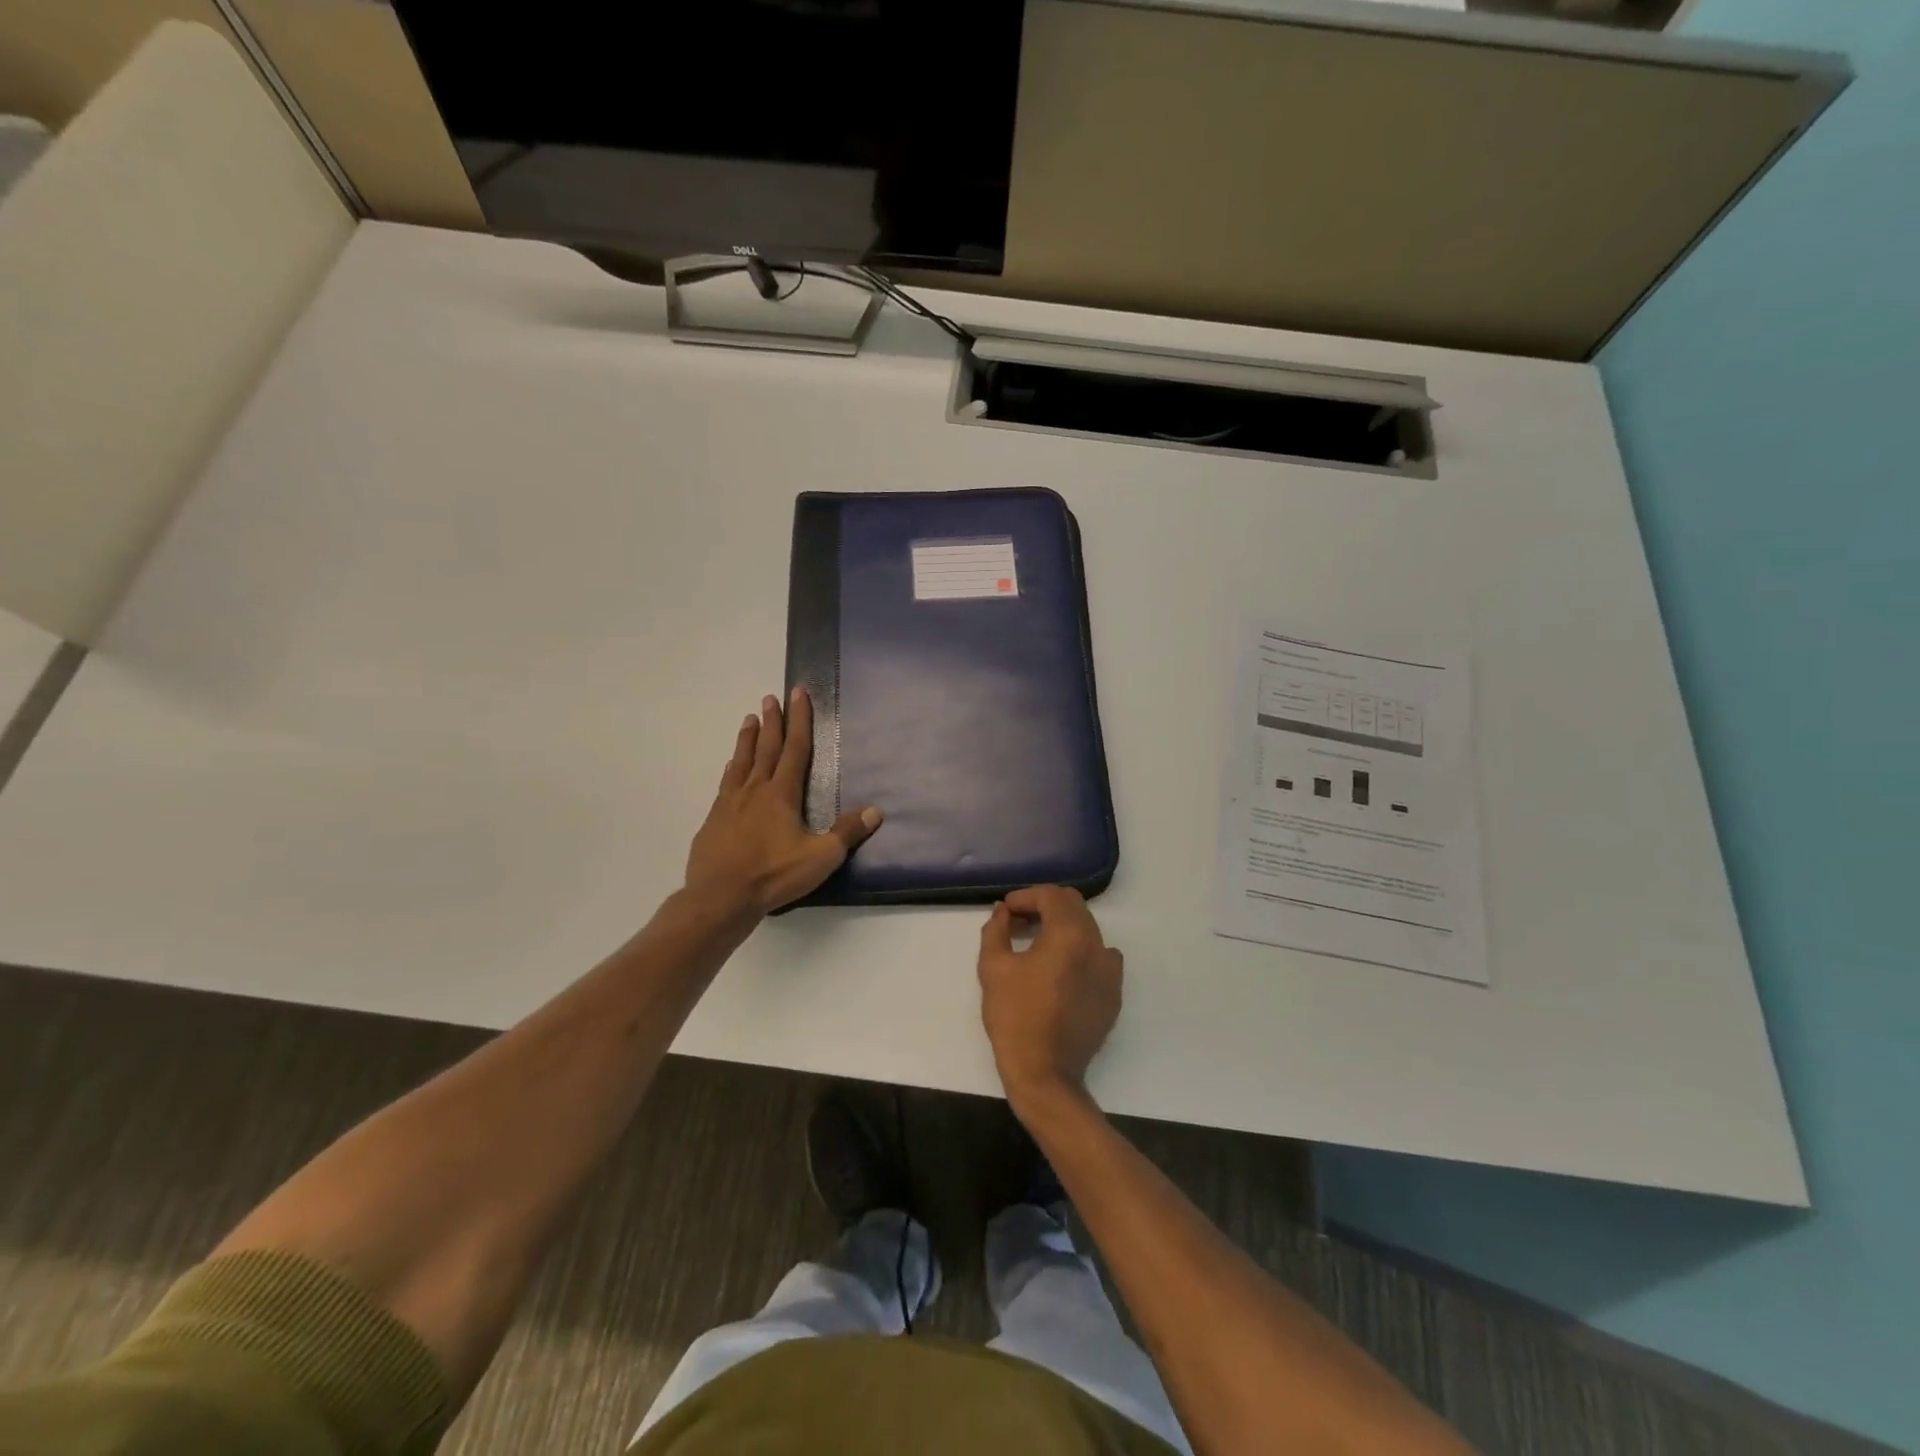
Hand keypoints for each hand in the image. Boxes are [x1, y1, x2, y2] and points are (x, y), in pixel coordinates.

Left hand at [684, 688, 881, 916]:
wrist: (720, 898)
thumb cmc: (773, 875)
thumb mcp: (820, 857)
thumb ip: (847, 832)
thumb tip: (876, 810)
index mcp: (782, 794)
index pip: (795, 749)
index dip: (799, 720)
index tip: (798, 693)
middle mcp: (755, 790)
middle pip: (766, 748)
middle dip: (772, 722)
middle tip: (770, 697)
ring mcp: (730, 803)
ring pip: (741, 762)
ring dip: (747, 739)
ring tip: (749, 718)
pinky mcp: (714, 820)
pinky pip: (725, 784)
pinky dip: (731, 769)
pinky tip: (730, 767)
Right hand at [978, 886, 1123, 1114]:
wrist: (1045, 1074)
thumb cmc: (1015, 1017)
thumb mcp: (993, 967)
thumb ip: (996, 929)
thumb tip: (1002, 912)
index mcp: (1070, 935)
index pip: (1051, 895)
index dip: (1025, 896)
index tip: (1005, 911)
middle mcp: (1098, 946)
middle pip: (1074, 907)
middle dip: (1044, 906)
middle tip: (1018, 921)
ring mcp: (1111, 971)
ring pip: (1088, 930)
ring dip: (1062, 927)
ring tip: (1036, 944)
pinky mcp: (1113, 994)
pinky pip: (1099, 957)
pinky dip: (1079, 951)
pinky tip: (1058, 970)